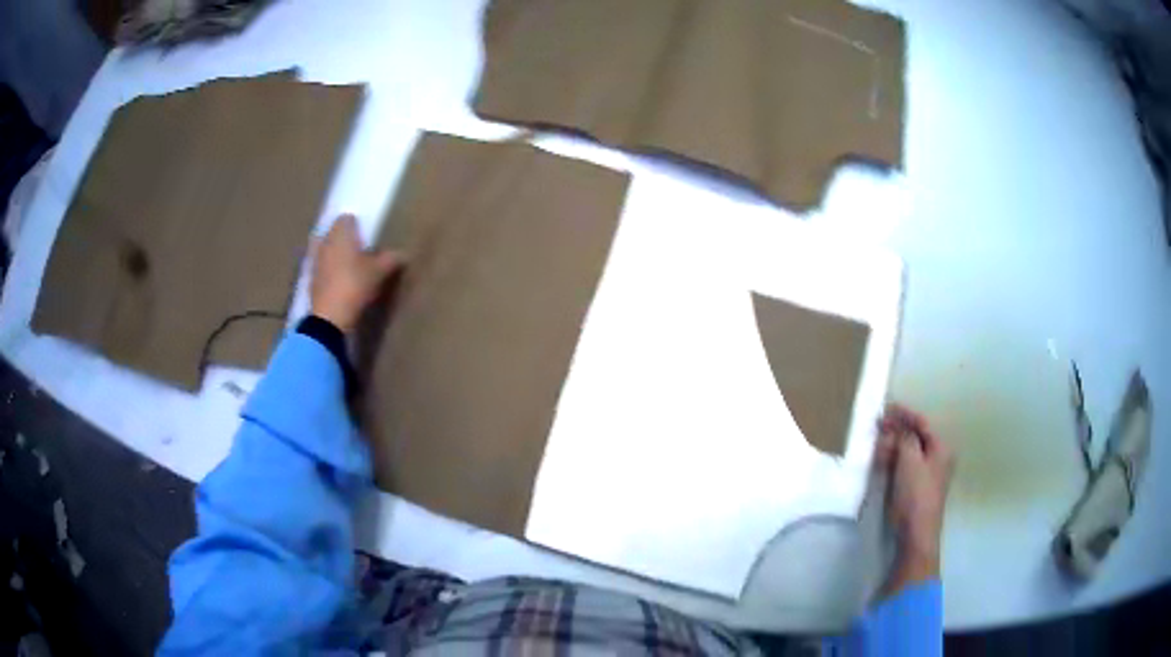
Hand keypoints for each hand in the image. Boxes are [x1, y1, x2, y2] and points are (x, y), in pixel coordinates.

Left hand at [310, 214, 402, 332]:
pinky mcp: (311, 277)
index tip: (366, 235)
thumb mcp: (379, 272)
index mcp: (341, 233)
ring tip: (349, 265)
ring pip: (326, 248)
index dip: (356, 225)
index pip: (347, 218)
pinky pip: (322, 265)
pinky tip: (339, 280)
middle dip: (344, 238)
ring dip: (335, 253)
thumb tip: (403, 254)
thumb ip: (390, 259)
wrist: (330, 316)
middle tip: (359, 250)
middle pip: (334, 232)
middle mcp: (325, 241)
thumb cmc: (355, 284)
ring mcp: (315, 259)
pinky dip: (329, 269)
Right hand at [874, 404, 954, 596]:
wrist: (915, 533)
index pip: (922, 423)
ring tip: (876, 444)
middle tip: (877, 427)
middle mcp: (937, 458)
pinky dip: (894, 461)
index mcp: (941, 448)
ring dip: (893, 446)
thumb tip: (899, 427)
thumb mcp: (910, 460)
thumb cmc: (915, 494)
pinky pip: (905, 467)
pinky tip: (881, 461)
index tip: (886, 408)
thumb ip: (904, 438)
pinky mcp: (916, 489)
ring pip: (909, 452)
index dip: (904, 414)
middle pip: (916, 437)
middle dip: (897, 431)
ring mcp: (927, 475)